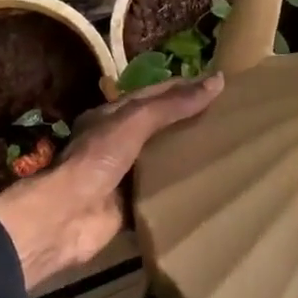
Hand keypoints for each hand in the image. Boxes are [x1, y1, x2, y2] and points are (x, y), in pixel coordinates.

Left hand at [0, 74, 223, 290]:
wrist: (67, 216)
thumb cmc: (98, 159)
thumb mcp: (134, 122)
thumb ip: (172, 105)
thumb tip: (217, 81)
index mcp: (113, 117)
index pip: (155, 95)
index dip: (185, 88)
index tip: (219, 87)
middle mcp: (117, 143)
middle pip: (159, 128)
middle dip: (189, 123)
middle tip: (229, 121)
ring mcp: (123, 176)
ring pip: (161, 161)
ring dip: (186, 157)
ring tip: (225, 152)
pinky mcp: (129, 206)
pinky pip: (160, 195)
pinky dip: (180, 191)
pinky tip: (208, 188)